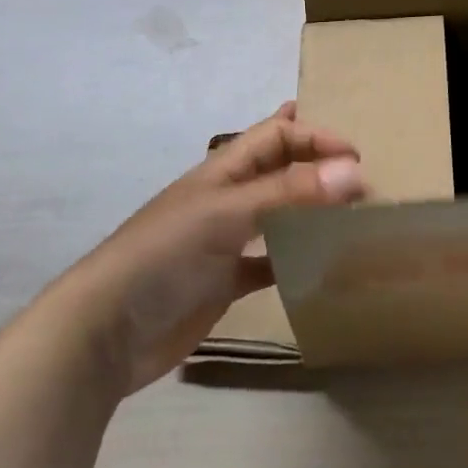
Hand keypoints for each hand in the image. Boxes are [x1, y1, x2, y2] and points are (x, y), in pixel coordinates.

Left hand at [61, 105, 364, 392]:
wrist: (105, 331)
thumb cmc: (164, 255)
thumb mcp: (227, 213)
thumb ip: (288, 191)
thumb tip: (354, 171)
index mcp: (223, 171)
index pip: (276, 135)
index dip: (315, 137)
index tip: (357, 157)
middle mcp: (227, 199)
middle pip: (279, 170)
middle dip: (317, 166)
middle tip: (362, 180)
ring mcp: (225, 242)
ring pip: (278, 215)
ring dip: (311, 211)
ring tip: (352, 217)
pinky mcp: (225, 282)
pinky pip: (270, 262)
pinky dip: (296, 260)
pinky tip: (321, 267)